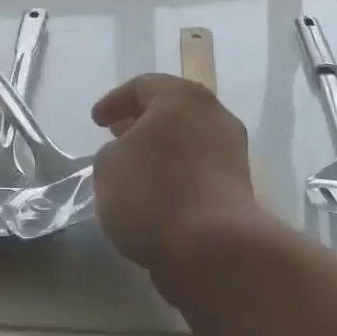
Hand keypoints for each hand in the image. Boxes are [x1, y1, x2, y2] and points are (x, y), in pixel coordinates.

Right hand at [89, 75, 259, 275]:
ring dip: (162, 149)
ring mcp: (232, 151)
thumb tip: (129, 156)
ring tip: (134, 168)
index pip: (143, 86)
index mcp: (182, 98)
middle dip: (141, 123)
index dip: (114, 102)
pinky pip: (200, 169)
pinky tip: (157, 193)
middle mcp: (214, 115)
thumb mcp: (108, 166)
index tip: (96, 122)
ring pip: (188, 140)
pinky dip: (177, 173)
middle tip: (117, 136)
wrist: (213, 249)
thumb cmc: (153, 193)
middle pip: (172, 110)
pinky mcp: (239, 187)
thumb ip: (113, 152)